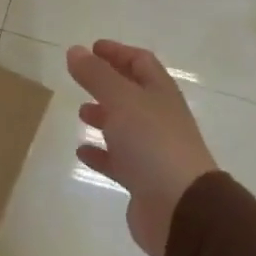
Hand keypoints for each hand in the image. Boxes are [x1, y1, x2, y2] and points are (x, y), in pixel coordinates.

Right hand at [66, 40, 217, 255]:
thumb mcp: (122, 101)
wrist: (180, 207)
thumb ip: (96, 75)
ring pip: (126, 127)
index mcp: (160, 93)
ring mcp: (153, 150)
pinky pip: (118, 161)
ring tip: (81, 113)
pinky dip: (100, 153)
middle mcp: (159, 118)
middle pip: (133, 93)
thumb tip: (75, 50)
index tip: (92, 48)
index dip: (118, 52)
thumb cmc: (152, 144)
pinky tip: (82, 152)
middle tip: (82, 78)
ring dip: (104, 117)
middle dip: (109, 84)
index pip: (141, 62)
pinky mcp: (142, 180)